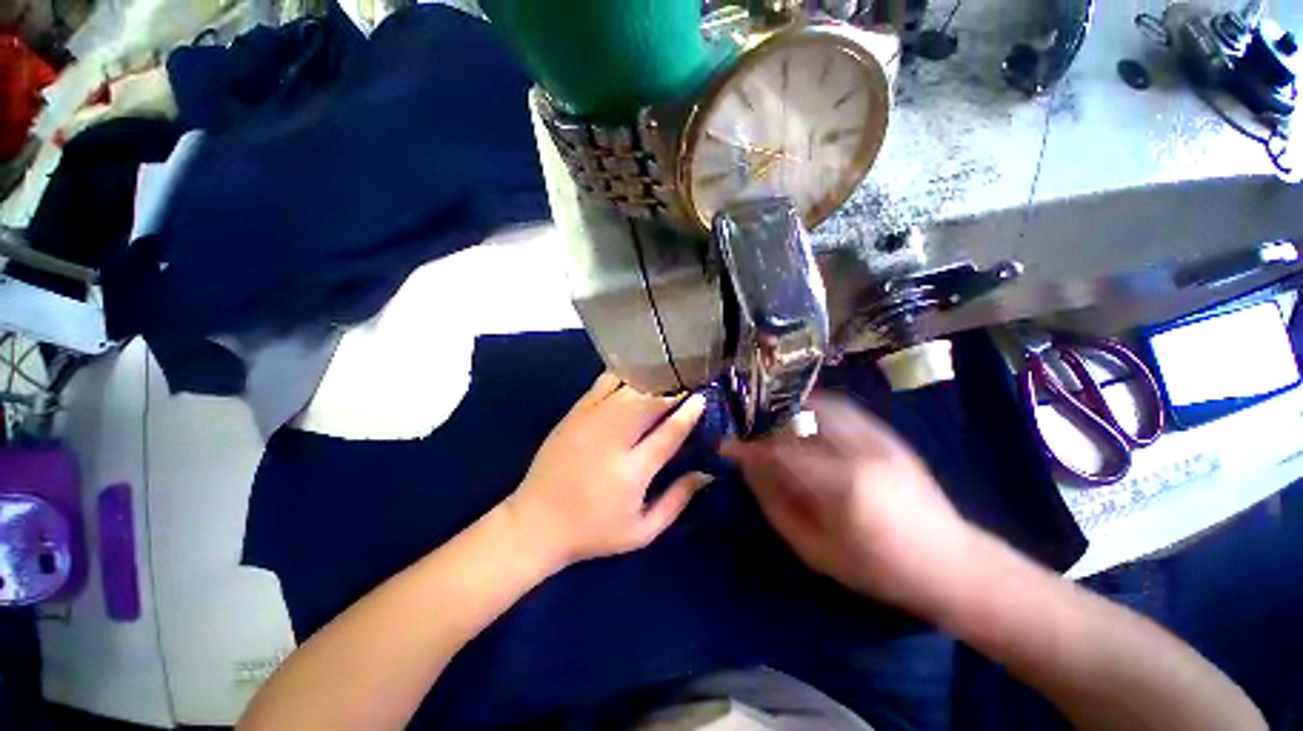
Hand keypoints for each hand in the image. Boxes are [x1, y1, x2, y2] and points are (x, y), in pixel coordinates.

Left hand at [505, 373, 709, 570]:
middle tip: (687, 386)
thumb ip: (677, 500)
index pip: (669, 433)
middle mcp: (612, 439)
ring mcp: (590, 421)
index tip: (702, 398)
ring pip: (629, 389)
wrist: (536, 523)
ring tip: (667, 380)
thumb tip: (707, 473)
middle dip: (673, 391)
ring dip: (652, 382)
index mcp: (632, 471)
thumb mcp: (642, 531)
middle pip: (650, 403)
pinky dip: (624, 377)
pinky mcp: (574, 413)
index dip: (689, 413)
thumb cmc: (593, 532)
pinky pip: (604, 383)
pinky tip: (636, 377)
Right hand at [721, 392, 975, 612]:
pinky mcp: (889, 435)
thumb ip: (776, 505)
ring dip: (788, 411)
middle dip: (765, 425)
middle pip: (797, 423)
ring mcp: (878, 439)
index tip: (725, 445)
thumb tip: (748, 469)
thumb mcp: (816, 551)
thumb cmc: (878, 569)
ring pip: (819, 406)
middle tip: (749, 435)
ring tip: (772, 424)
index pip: (779, 454)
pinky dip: (816, 408)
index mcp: (841, 487)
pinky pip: (843, 408)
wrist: (951, 563)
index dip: (746, 447)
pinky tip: (804, 418)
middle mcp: (859, 452)